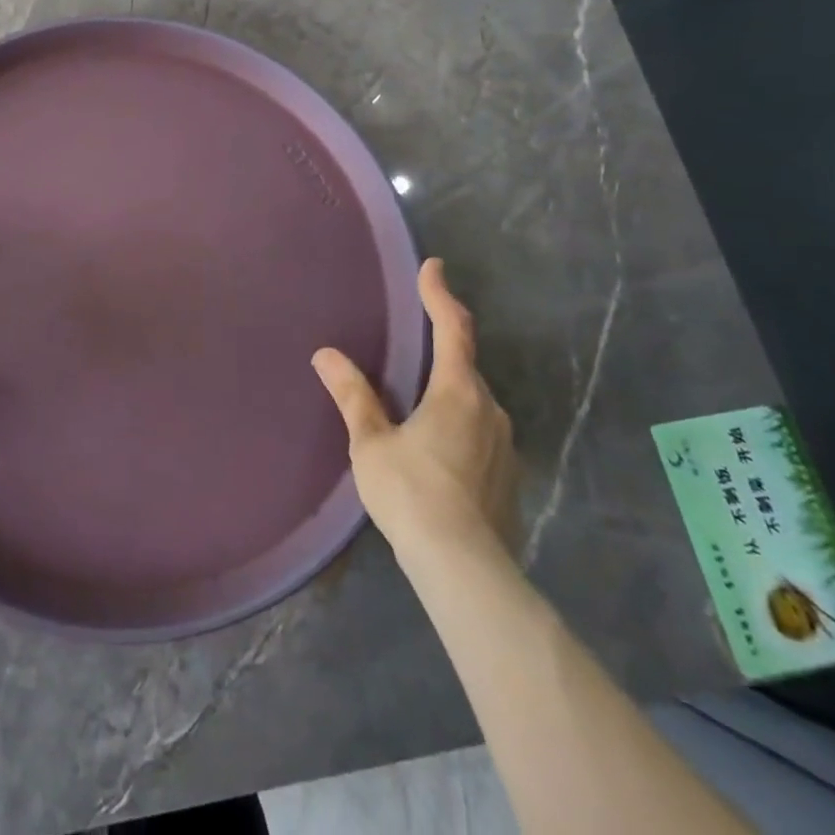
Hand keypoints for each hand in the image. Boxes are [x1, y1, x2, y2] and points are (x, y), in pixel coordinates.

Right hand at [312, 258, 518, 559]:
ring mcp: (504, 444)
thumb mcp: (371, 442)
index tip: (433, 266)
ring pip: (475, 398)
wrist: (465, 568)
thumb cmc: (412, 492)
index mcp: (457, 391)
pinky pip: (480, 428)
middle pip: (466, 362)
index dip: (440, 294)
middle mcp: (489, 409)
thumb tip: (326, 354)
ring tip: (421, 388)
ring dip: (450, 383)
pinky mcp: (508, 475)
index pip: (452, 328)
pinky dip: (459, 417)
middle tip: (423, 324)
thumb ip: (353, 395)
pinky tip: (438, 440)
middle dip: (445, 339)